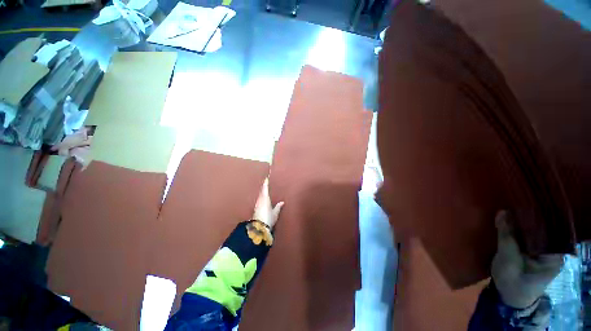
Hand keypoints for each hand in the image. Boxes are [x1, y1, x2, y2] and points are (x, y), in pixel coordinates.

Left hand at [252, 179, 283, 228]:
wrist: (259, 228)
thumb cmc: (268, 218)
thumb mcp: (275, 213)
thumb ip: (278, 207)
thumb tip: (282, 202)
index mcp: (265, 198)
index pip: (265, 188)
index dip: (265, 183)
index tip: (266, 178)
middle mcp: (260, 200)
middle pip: (261, 191)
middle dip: (263, 187)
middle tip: (266, 183)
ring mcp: (257, 205)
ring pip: (259, 196)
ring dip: (262, 192)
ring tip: (265, 190)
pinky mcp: (255, 209)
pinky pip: (259, 200)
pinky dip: (261, 198)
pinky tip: (262, 200)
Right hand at [492, 210, 563, 308]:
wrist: (507, 297)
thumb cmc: (513, 281)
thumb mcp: (508, 259)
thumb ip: (506, 235)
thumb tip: (502, 211)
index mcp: (554, 254)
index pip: (551, 229)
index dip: (539, 215)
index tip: (526, 202)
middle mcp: (552, 250)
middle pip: (543, 229)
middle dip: (529, 217)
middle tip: (515, 202)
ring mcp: (541, 251)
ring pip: (534, 232)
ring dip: (522, 222)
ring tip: (512, 207)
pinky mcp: (531, 251)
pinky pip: (527, 236)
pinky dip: (518, 228)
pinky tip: (510, 220)